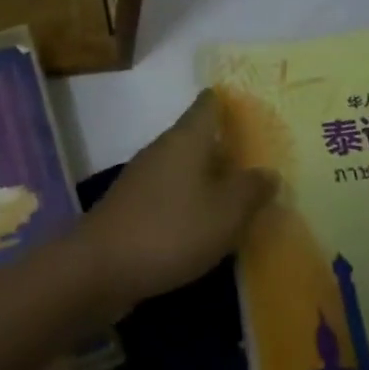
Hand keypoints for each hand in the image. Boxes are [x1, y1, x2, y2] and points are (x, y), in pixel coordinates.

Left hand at [75, 91, 277, 316]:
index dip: (229, 101)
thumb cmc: (171, 230)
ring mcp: (143, 178)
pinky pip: (171, 194)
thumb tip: (268, 172)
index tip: (253, 106)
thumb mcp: (226, 213)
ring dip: (209, 177)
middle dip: (226, 146)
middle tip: (260, 158)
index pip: (209, 104)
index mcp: (186, 139)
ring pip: (184, 167)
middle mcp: (162, 149)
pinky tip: (206, 223)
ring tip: (240, 194)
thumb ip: (251, 190)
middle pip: (198, 137)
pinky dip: (191, 201)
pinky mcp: (133, 207)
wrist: (100, 268)